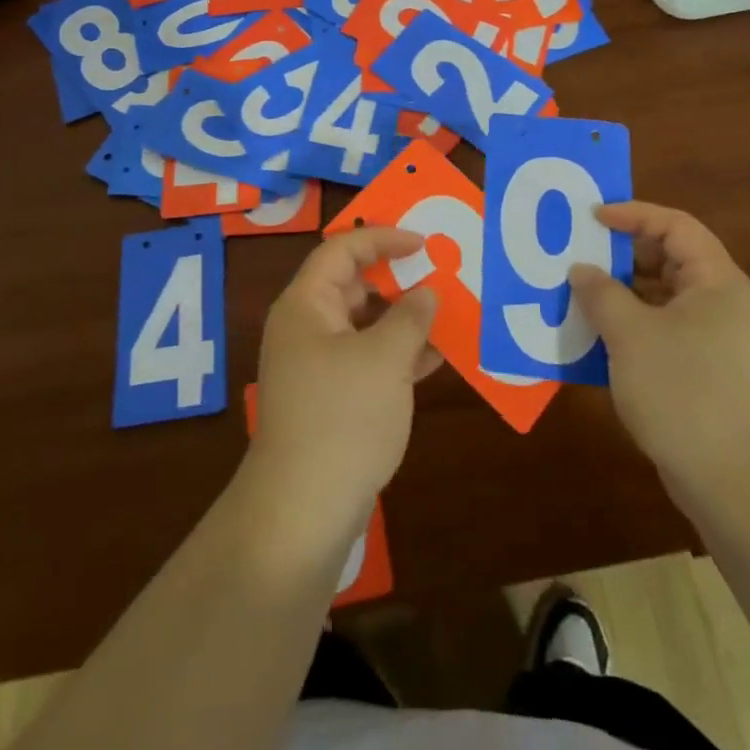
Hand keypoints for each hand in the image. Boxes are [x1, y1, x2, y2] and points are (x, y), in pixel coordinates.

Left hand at [246, 228, 441, 552]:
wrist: (302, 512)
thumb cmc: (342, 418)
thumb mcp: (385, 359)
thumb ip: (410, 318)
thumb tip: (426, 293)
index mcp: (307, 305)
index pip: (342, 250)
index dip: (382, 238)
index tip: (423, 241)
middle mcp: (306, 326)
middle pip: (353, 285)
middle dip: (397, 277)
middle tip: (440, 271)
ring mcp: (317, 364)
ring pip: (364, 324)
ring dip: (403, 318)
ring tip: (448, 311)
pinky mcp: (330, 397)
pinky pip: (368, 358)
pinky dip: (398, 353)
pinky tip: (436, 357)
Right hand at [570, 202, 749, 505]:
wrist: (739, 486)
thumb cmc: (685, 392)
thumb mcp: (630, 335)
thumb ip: (601, 294)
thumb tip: (582, 271)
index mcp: (717, 282)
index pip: (675, 226)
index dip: (632, 214)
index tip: (591, 218)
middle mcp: (724, 304)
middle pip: (670, 260)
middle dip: (622, 256)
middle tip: (579, 257)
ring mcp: (719, 342)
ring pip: (664, 300)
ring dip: (623, 296)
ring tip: (580, 298)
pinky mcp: (710, 375)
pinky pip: (665, 332)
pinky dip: (633, 329)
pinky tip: (599, 343)